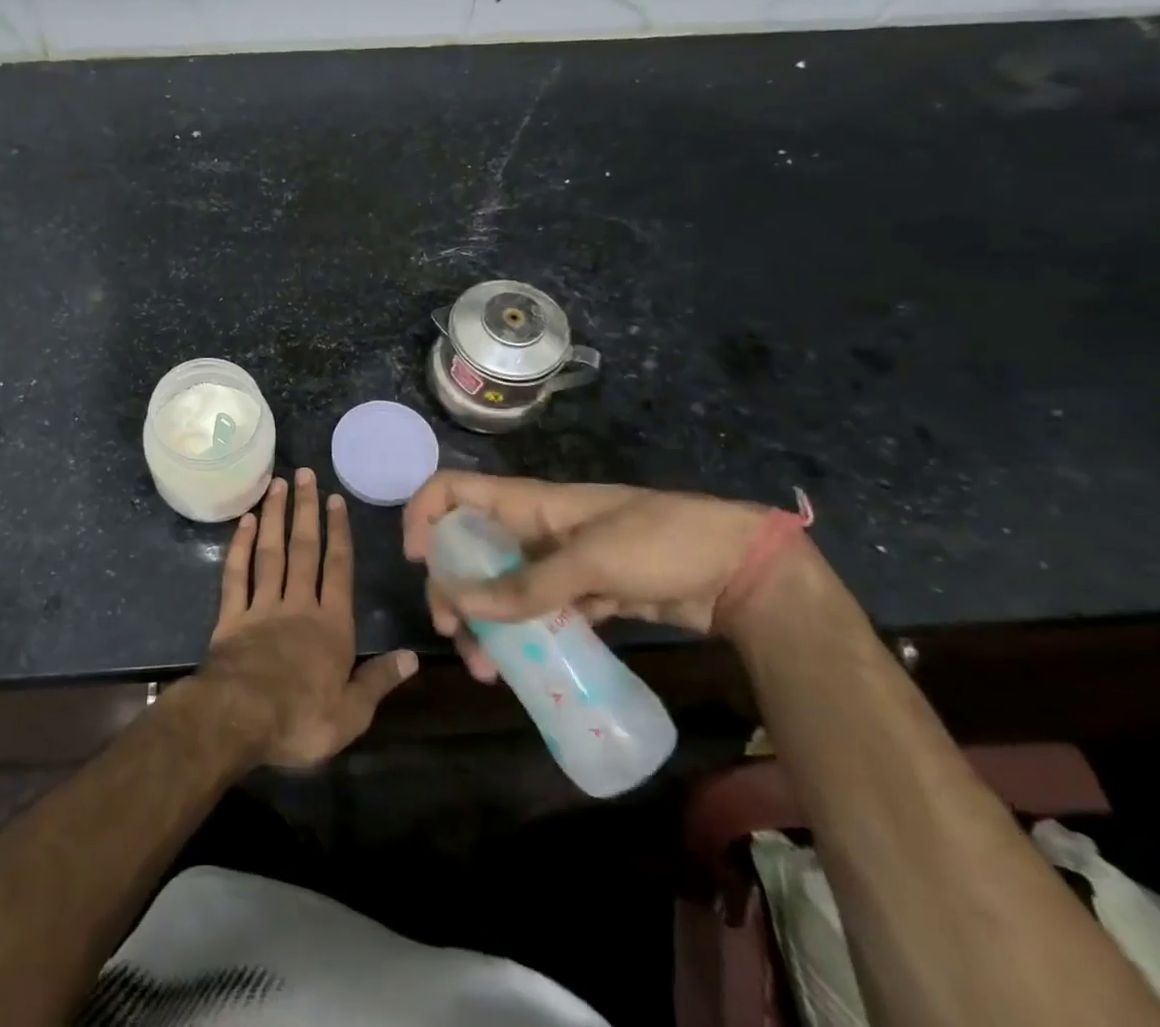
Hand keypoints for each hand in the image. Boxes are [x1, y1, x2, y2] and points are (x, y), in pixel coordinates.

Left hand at [195, 469, 417, 767]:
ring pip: (271, 553)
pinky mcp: (231, 617)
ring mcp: (261, 607)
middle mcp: (298, 606)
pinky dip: (239, 547)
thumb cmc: (300, 720)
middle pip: (304, 550)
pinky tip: (244, 522)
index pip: (339, 570)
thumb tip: (413, 657)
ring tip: (276, 484)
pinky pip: (236, 575)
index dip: (339, 533)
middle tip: (304, 474)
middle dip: (306, 510)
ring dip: (274, 517)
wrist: (239, 720)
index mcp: (331, 627)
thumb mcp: (352, 713)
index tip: (336, 499)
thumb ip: (379, 681)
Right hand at [402, 472, 774, 681]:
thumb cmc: (661, 543)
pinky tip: (519, 669)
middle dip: (450, 586)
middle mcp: (532, 529)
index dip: (424, 514)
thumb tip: (461, 602)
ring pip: (499, 586)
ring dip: (483, 622)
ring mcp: (557, 563)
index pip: (454, 490)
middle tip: (451, 630)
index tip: (418, 559)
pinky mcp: (582, 595)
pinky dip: (520, 637)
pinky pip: (535, 613)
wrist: (741, 571)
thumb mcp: (590, 561)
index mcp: (528, 503)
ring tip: (485, 669)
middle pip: (468, 547)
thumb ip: (527, 585)